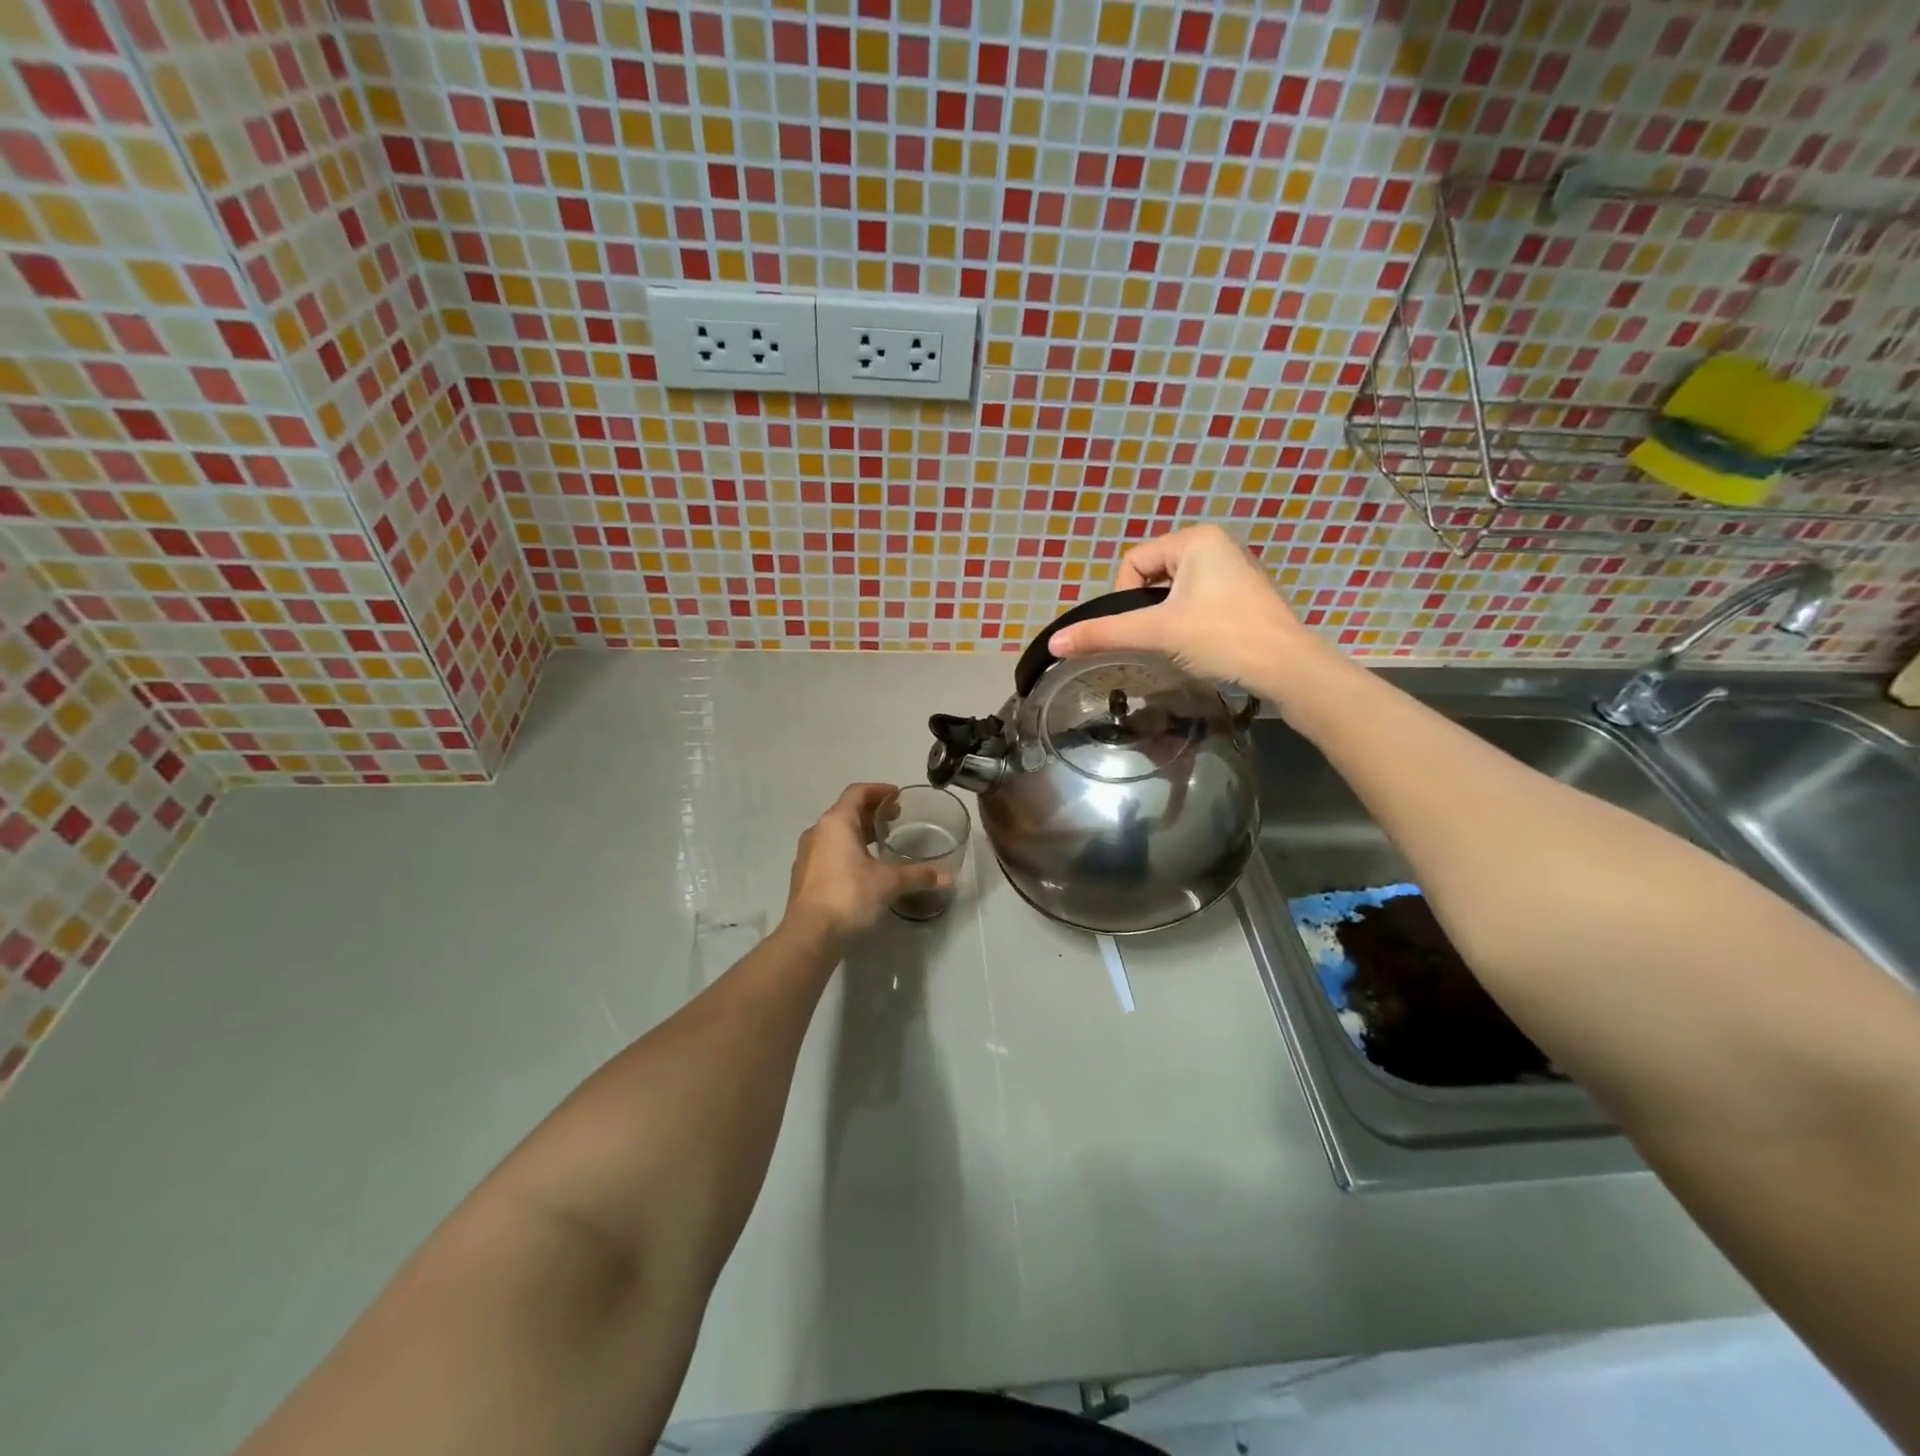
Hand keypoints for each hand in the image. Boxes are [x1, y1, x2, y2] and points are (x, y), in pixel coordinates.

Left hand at [784, 784, 945, 943]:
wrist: (809, 935)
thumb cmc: (849, 896)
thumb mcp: (888, 883)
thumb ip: (918, 875)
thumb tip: (949, 876)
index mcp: (836, 823)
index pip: (857, 793)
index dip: (878, 790)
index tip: (897, 796)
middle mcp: (817, 832)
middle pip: (845, 811)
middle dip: (871, 812)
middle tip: (895, 818)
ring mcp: (807, 854)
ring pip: (835, 832)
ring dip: (858, 832)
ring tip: (881, 842)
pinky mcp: (803, 876)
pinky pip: (828, 851)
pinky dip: (846, 849)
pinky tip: (862, 867)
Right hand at [1049, 526, 1319, 688]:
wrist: (1287, 667)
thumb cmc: (1221, 637)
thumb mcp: (1157, 632)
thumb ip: (1104, 633)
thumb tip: (1054, 642)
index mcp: (1196, 539)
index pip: (1133, 563)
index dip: (1125, 598)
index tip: (1142, 628)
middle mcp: (1217, 544)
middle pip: (1153, 576)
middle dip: (1149, 609)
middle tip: (1161, 639)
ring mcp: (1235, 569)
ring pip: (1176, 591)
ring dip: (1168, 618)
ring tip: (1181, 644)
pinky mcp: (1245, 594)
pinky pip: (1199, 600)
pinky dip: (1191, 621)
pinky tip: (1202, 644)